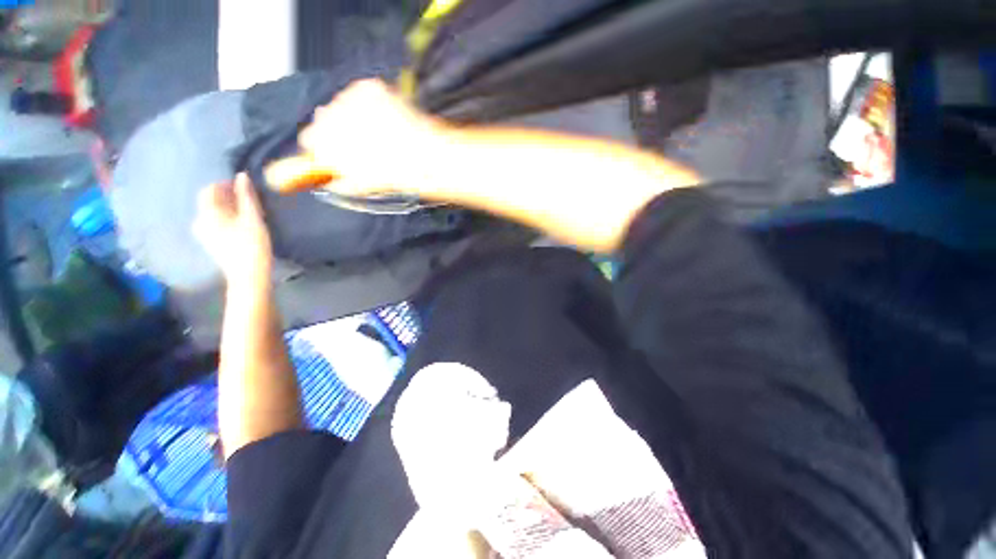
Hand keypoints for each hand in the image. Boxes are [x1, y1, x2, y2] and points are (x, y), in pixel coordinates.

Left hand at [193, 173, 272, 283]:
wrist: (248, 275)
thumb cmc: (251, 245)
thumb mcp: (253, 218)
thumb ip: (246, 196)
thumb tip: (242, 175)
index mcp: (208, 213)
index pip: (209, 190)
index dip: (225, 184)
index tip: (243, 185)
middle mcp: (200, 221)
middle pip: (210, 201)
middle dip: (226, 196)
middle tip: (247, 198)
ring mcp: (204, 234)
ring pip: (213, 213)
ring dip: (228, 208)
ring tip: (246, 210)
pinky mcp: (211, 243)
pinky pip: (215, 223)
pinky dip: (227, 218)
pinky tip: (241, 223)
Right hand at [265, 79, 445, 195]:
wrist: (423, 157)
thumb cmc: (394, 175)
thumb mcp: (360, 186)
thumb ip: (338, 180)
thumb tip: (333, 178)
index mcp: (321, 143)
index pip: (309, 140)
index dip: (325, 149)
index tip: (335, 154)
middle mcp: (327, 116)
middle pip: (324, 119)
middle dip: (339, 132)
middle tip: (363, 146)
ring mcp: (347, 98)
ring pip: (343, 105)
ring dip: (357, 117)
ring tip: (381, 135)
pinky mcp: (368, 87)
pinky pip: (363, 93)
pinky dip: (373, 105)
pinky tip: (388, 121)